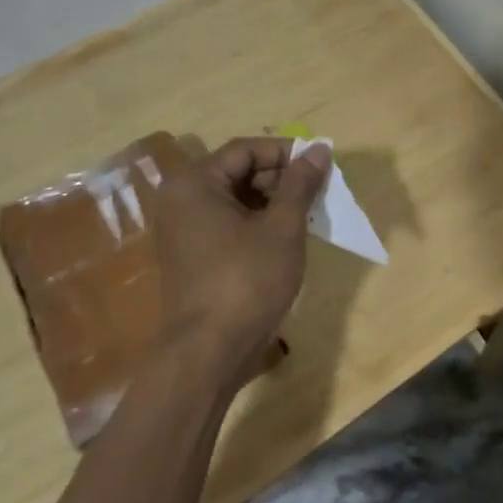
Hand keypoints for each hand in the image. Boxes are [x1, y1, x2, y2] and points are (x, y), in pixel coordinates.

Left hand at [148, 137, 331, 392]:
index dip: (286, 153)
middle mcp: (181, 199)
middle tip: (317, 194)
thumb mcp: (282, 227)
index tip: (321, 166)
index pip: (246, 149)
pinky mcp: (192, 255)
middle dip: (281, 179)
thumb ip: (300, 183)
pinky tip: (286, 239)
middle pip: (238, 171)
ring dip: (273, 202)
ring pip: (235, 199)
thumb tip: (319, 149)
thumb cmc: (247, 281)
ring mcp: (183, 229)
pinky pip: (228, 223)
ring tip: (307, 217)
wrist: (209, 353)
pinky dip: (257, 223)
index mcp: (195, 183)